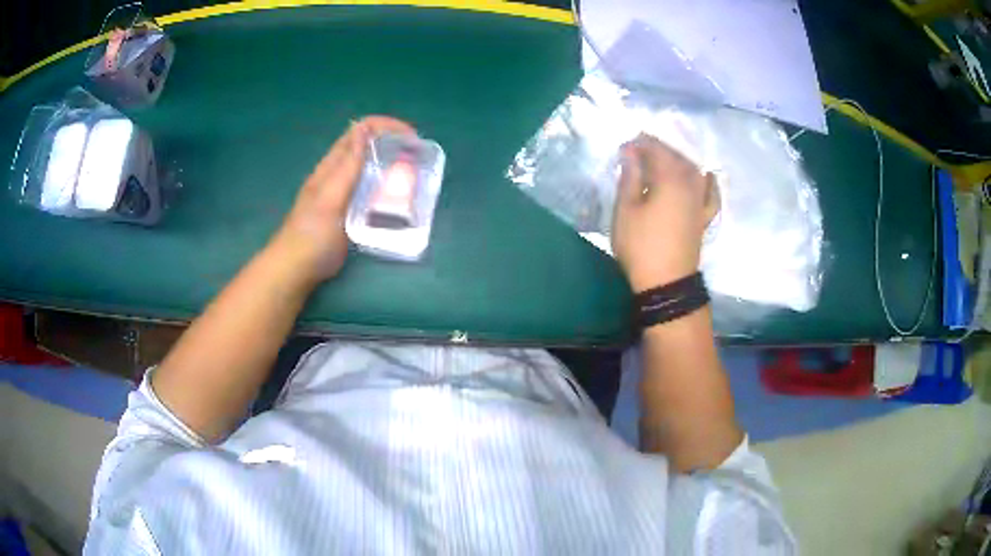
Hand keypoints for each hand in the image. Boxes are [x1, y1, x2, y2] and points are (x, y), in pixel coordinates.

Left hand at [269, 116, 416, 285]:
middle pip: (369, 146)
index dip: (387, 126)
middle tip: (417, 159)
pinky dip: (386, 189)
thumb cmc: (312, 234)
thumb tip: (363, 128)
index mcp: (333, 165)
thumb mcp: (330, 197)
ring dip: (392, 167)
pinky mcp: (349, 211)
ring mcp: (344, 192)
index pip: (362, 130)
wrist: (297, 268)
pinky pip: (371, 191)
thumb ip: (347, 165)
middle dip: (394, 144)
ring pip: (371, 168)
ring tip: (413, 178)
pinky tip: (398, 200)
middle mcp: (339, 173)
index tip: (412, 138)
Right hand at [611, 134, 718, 291]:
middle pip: (677, 157)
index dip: (640, 144)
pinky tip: (706, 177)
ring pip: (694, 171)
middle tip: (639, 150)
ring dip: (678, 160)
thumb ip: (630, 178)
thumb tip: (631, 153)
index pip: (657, 150)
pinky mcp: (704, 217)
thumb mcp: (626, 210)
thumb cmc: (641, 245)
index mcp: (670, 179)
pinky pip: (711, 194)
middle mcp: (691, 185)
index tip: (624, 147)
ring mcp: (700, 202)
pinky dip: (708, 183)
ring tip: (662, 161)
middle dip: (658, 149)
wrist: (666, 283)